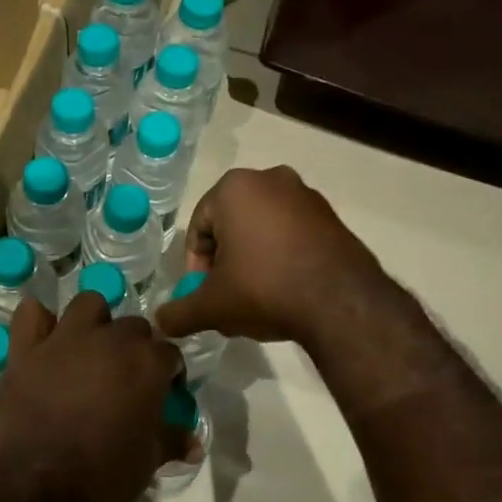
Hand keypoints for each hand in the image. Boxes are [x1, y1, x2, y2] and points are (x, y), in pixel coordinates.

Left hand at [0, 292, 186, 501]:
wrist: (33, 485)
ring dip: (95, 321)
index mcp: (146, 364)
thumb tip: (194, 443)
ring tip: (90, 349)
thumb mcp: (147, 463)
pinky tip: (43, 339)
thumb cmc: (102, 476)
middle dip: (136, 346)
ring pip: (88, 304)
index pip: (170, 353)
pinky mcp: (25, 349)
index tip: (164, 393)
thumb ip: (172, 442)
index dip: (170, 373)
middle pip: (134, 326)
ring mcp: (64, 339)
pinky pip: (31, 314)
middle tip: (127, 377)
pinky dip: (39, 321)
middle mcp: (109, 340)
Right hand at [155, 166, 387, 348]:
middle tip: (227, 296)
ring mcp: (306, 196)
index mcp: (234, 188)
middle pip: (231, 226)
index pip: (198, 228)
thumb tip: (161, 322)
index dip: (196, 266)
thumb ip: (179, 312)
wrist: (341, 302)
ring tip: (256, 298)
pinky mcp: (333, 217)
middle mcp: (271, 179)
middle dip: (225, 262)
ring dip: (253, 260)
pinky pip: (293, 236)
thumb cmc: (264, 288)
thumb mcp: (212, 306)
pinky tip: (285, 291)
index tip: (204, 294)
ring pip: (263, 230)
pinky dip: (282, 258)